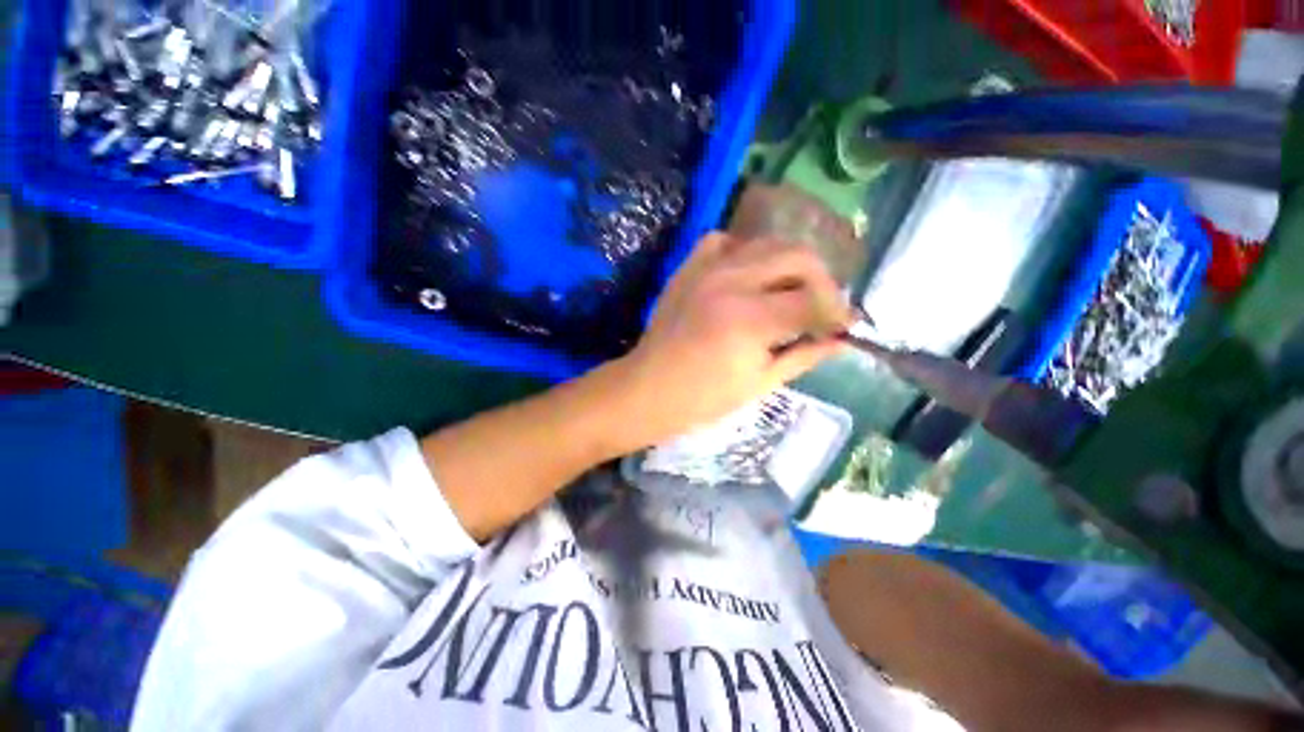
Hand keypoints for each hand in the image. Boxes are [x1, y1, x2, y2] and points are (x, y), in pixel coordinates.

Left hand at [610, 233, 849, 448]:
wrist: (649, 388)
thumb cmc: (703, 398)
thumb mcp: (759, 383)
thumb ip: (803, 356)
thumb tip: (841, 340)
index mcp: (750, 320)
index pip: (813, 301)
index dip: (837, 313)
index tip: (843, 326)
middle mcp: (732, 282)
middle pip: (798, 256)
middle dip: (822, 280)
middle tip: (821, 307)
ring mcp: (706, 270)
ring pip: (766, 242)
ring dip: (789, 264)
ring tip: (791, 290)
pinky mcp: (688, 268)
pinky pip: (725, 241)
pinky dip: (745, 251)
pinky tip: (748, 274)